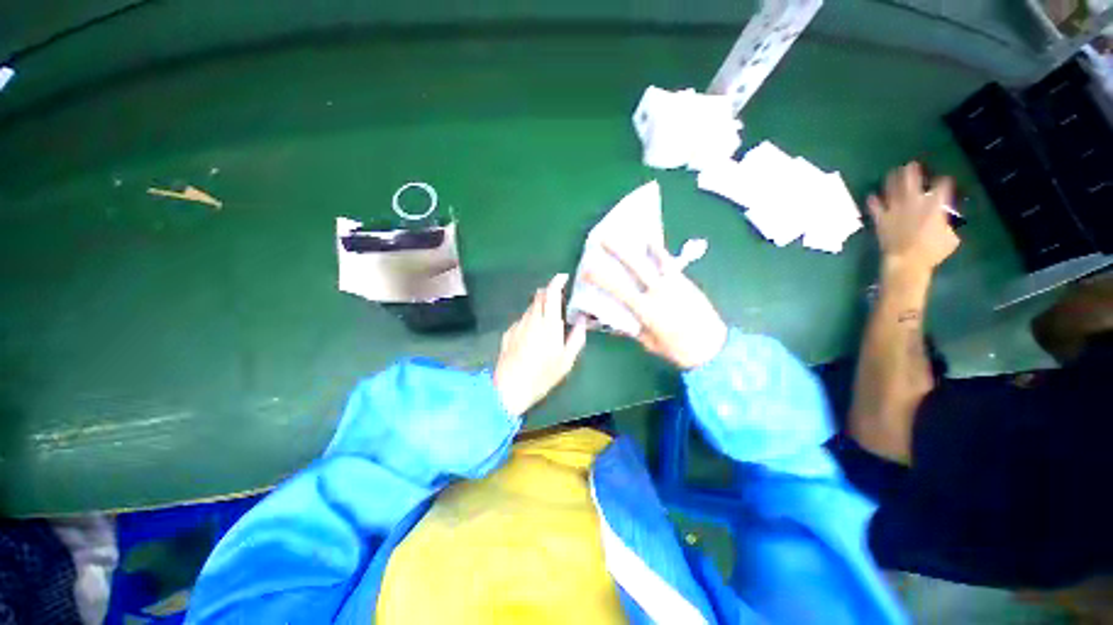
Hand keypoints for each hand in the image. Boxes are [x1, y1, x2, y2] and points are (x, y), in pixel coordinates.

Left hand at [493, 274, 587, 417]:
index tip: (563, 277)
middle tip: (559, 301)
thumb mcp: (566, 361)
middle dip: (549, 293)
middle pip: (539, 296)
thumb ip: (576, 337)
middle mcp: (532, 319)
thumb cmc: (542, 376)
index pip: (551, 293)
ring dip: (540, 307)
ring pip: (530, 307)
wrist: (510, 389)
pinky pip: (522, 319)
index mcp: (548, 324)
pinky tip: (533, 336)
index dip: (557, 282)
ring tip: (548, 322)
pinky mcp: (508, 333)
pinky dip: (530, 319)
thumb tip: (583, 320)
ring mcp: (518, 325)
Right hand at [586, 242, 727, 369]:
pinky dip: (660, 252)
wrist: (714, 347)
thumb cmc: (679, 350)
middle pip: (635, 266)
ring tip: (631, 233)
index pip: (617, 289)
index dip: (599, 278)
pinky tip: (652, 243)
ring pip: (655, 259)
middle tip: (602, 238)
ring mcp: (674, 284)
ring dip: (640, 245)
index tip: (585, 270)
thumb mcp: (650, 343)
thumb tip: (621, 319)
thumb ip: (635, 328)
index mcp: (646, 310)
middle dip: (617, 251)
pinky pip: (670, 263)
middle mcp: (658, 292)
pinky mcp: (686, 282)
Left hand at [867, 162, 959, 274]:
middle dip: (912, 172)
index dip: (943, 182)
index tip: (944, 180)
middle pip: (912, 182)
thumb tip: (943, 223)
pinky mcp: (882, 219)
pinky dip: (873, 202)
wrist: (906, 260)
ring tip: (892, 173)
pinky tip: (871, 196)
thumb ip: (945, 225)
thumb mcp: (949, 237)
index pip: (942, 187)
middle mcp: (914, 203)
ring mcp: (896, 210)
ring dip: (892, 180)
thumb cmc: (932, 252)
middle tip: (911, 165)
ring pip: (893, 190)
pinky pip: (875, 208)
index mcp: (935, 205)